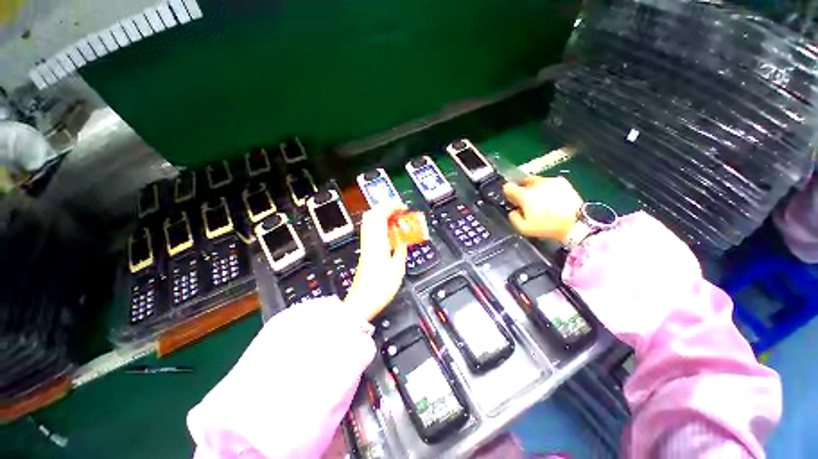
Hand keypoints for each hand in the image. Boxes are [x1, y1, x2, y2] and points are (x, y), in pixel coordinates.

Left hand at [344, 206, 407, 320]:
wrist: (361, 302)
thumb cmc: (379, 288)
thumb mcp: (397, 268)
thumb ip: (401, 249)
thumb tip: (404, 237)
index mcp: (377, 243)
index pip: (380, 215)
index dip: (392, 207)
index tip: (403, 206)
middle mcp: (369, 241)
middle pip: (372, 215)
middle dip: (386, 208)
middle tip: (399, 210)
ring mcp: (365, 246)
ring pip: (370, 222)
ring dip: (383, 216)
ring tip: (396, 219)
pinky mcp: (365, 251)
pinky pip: (372, 232)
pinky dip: (381, 226)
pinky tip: (390, 232)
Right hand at [503, 176, 582, 243]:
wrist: (576, 223)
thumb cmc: (548, 227)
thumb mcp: (524, 228)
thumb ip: (513, 218)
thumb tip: (513, 211)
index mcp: (525, 195)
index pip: (508, 187)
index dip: (508, 193)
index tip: (512, 200)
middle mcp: (536, 184)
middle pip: (522, 182)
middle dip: (522, 190)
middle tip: (526, 202)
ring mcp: (550, 181)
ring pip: (535, 181)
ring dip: (534, 189)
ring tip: (540, 201)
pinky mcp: (562, 182)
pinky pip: (548, 183)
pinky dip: (546, 189)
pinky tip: (551, 199)